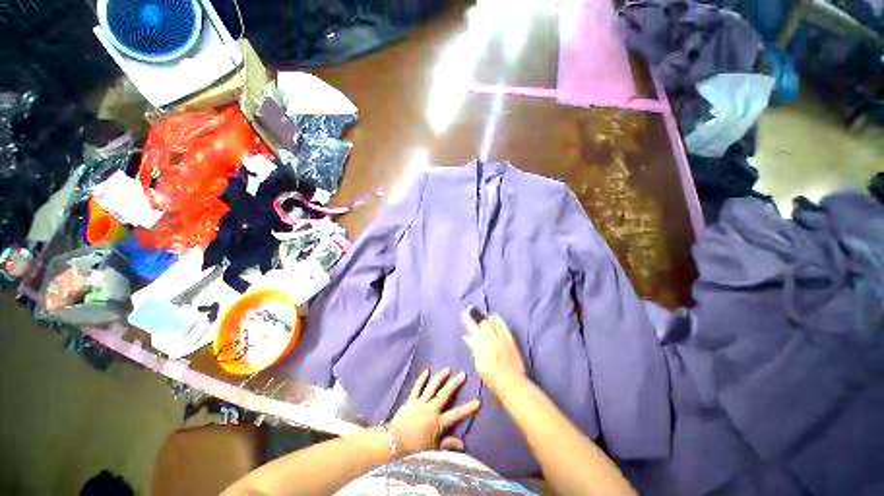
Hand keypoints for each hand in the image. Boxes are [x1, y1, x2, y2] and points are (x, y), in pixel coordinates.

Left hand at [388, 369, 480, 454]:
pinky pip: (417, 387)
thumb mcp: (433, 450)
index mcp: (438, 422)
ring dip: (440, 378)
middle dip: (455, 383)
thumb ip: (447, 445)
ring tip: (447, 369)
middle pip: (445, 394)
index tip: (478, 401)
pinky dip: (421, 379)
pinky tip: (426, 371)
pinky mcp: (411, 400)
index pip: (456, 414)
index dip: (468, 408)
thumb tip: (463, 444)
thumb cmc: (414, 450)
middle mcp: (431, 409)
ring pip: (432, 387)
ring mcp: (420, 403)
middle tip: (463, 374)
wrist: (393, 444)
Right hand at [461, 309, 526, 391]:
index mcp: (481, 345)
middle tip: (473, 314)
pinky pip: (503, 325)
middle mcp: (491, 339)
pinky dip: (497, 320)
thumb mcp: (478, 363)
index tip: (463, 313)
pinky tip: (494, 317)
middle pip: (483, 323)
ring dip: (487, 318)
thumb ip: (473, 347)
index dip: (468, 319)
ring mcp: (502, 337)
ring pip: (493, 322)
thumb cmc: (491, 376)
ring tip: (483, 316)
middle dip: (477, 318)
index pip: (473, 328)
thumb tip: (466, 337)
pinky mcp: (510, 338)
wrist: (512, 383)